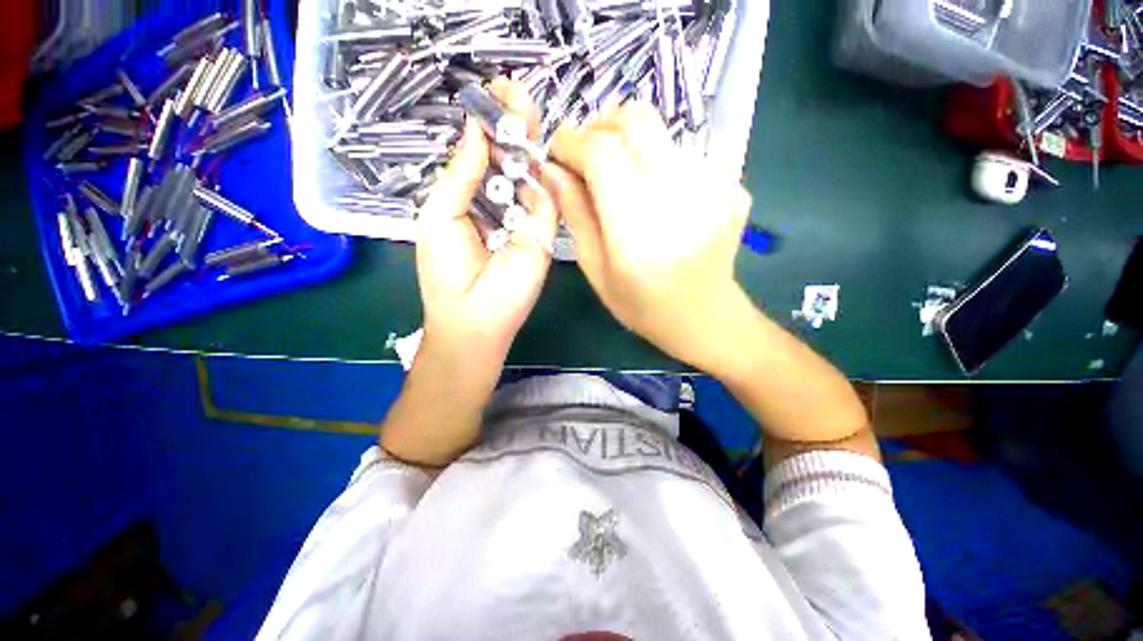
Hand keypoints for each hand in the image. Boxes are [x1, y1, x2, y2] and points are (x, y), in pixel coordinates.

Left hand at [416, 79, 556, 360]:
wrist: (473, 317)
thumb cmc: (446, 270)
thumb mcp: (441, 214)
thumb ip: (461, 173)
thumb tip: (473, 128)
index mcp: (475, 201)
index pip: (487, 158)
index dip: (490, 128)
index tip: (492, 94)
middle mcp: (504, 206)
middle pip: (513, 161)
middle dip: (513, 127)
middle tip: (513, 89)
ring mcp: (528, 220)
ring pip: (533, 175)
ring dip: (530, 142)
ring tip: (524, 105)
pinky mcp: (544, 234)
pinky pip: (547, 199)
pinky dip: (543, 172)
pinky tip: (537, 144)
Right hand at [543, 103, 753, 370]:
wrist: (705, 317)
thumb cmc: (642, 305)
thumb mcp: (596, 269)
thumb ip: (574, 214)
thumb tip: (551, 169)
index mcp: (638, 228)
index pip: (602, 152)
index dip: (572, 141)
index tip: (556, 152)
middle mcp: (680, 196)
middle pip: (636, 119)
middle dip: (600, 127)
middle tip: (586, 156)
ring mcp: (714, 185)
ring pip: (660, 132)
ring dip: (628, 145)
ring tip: (620, 180)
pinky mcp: (730, 184)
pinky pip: (682, 152)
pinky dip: (656, 162)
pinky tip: (655, 196)